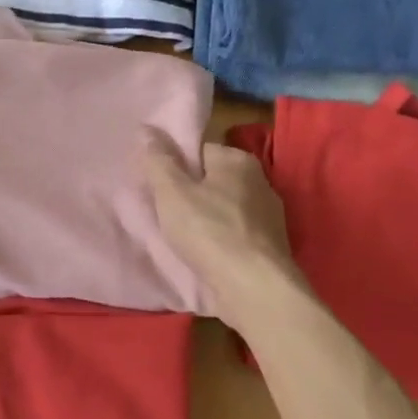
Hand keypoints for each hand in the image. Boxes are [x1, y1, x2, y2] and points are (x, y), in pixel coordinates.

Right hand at [144, 133, 299, 323]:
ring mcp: (269, 215)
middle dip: (190, 195)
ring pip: (224, 209)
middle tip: (165, 215)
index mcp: (238, 160)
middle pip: (212, 180)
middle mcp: (259, 181)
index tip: (157, 188)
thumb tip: (147, 129)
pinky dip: (220, 242)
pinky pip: (235, 235)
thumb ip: (159, 161)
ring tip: (182, 239)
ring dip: (205, 221)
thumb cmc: (210, 232)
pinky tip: (205, 256)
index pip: (199, 151)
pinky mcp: (270, 246)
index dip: (174, 167)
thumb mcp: (172, 193)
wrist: (254, 289)